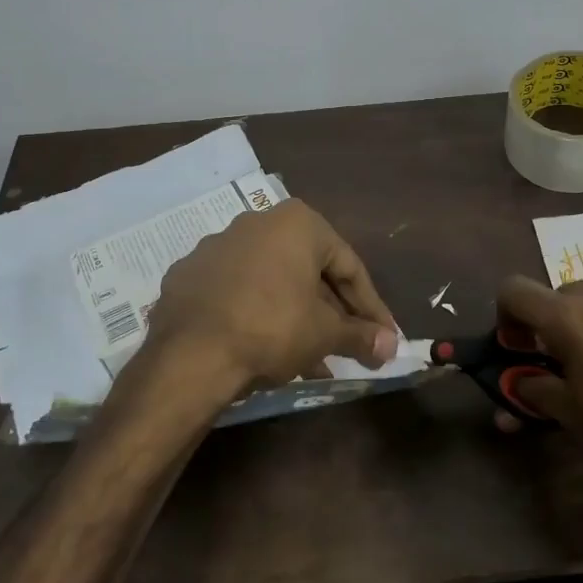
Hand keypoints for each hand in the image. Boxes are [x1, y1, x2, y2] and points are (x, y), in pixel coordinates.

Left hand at [137, 200, 398, 399]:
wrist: (189, 355)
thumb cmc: (272, 328)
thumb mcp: (325, 334)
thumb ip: (361, 336)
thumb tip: (392, 346)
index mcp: (297, 223)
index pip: (349, 266)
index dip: (371, 307)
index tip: (383, 336)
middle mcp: (257, 222)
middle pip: (309, 271)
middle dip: (332, 312)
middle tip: (349, 345)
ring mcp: (217, 247)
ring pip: (272, 282)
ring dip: (296, 316)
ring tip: (312, 359)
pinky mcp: (189, 275)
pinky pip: (236, 293)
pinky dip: (257, 315)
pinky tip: (266, 350)